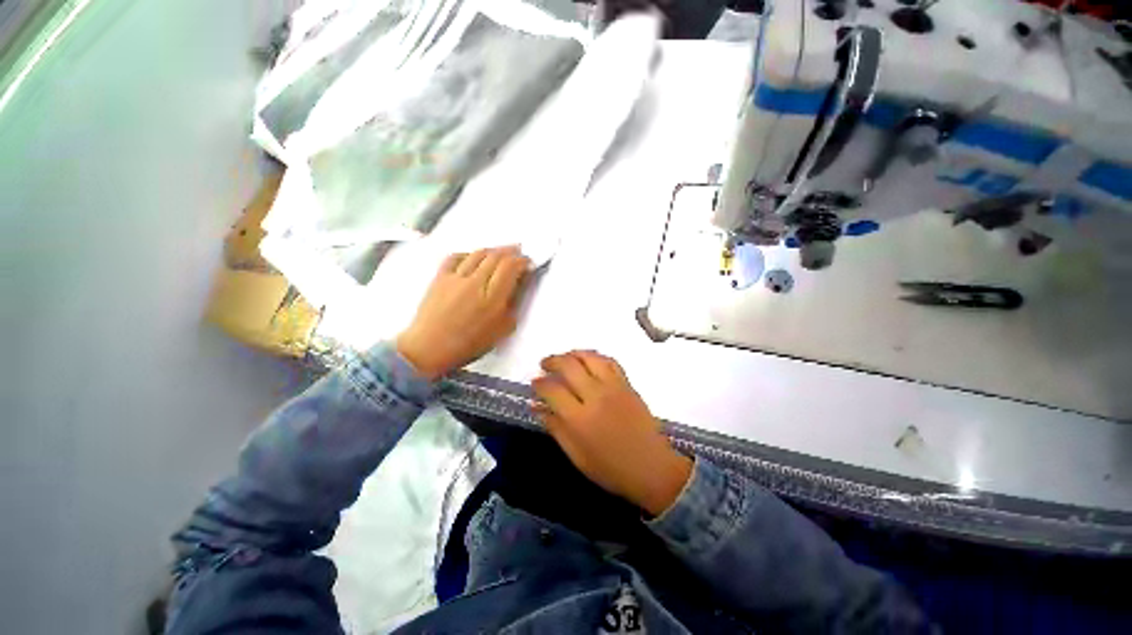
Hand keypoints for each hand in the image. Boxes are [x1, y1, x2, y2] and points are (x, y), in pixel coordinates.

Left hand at [396, 247, 530, 379]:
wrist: (429, 348)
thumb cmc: (467, 344)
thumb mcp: (501, 330)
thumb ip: (512, 305)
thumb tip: (519, 286)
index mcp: (492, 298)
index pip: (510, 267)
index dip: (522, 261)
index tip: (527, 262)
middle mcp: (475, 283)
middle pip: (496, 256)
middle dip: (511, 251)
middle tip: (518, 251)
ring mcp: (455, 278)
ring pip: (478, 253)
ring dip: (493, 249)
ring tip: (500, 251)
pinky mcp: (440, 277)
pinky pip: (456, 256)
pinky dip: (469, 253)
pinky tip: (473, 256)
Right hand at [532, 350, 692, 515]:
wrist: (652, 468)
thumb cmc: (611, 469)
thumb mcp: (576, 455)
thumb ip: (555, 428)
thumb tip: (536, 407)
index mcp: (579, 419)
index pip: (552, 390)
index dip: (539, 383)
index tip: (534, 383)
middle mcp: (595, 396)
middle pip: (569, 366)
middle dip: (552, 361)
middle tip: (545, 365)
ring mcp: (613, 387)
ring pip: (589, 357)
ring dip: (573, 353)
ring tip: (564, 358)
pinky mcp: (627, 384)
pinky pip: (610, 361)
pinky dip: (595, 356)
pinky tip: (588, 360)